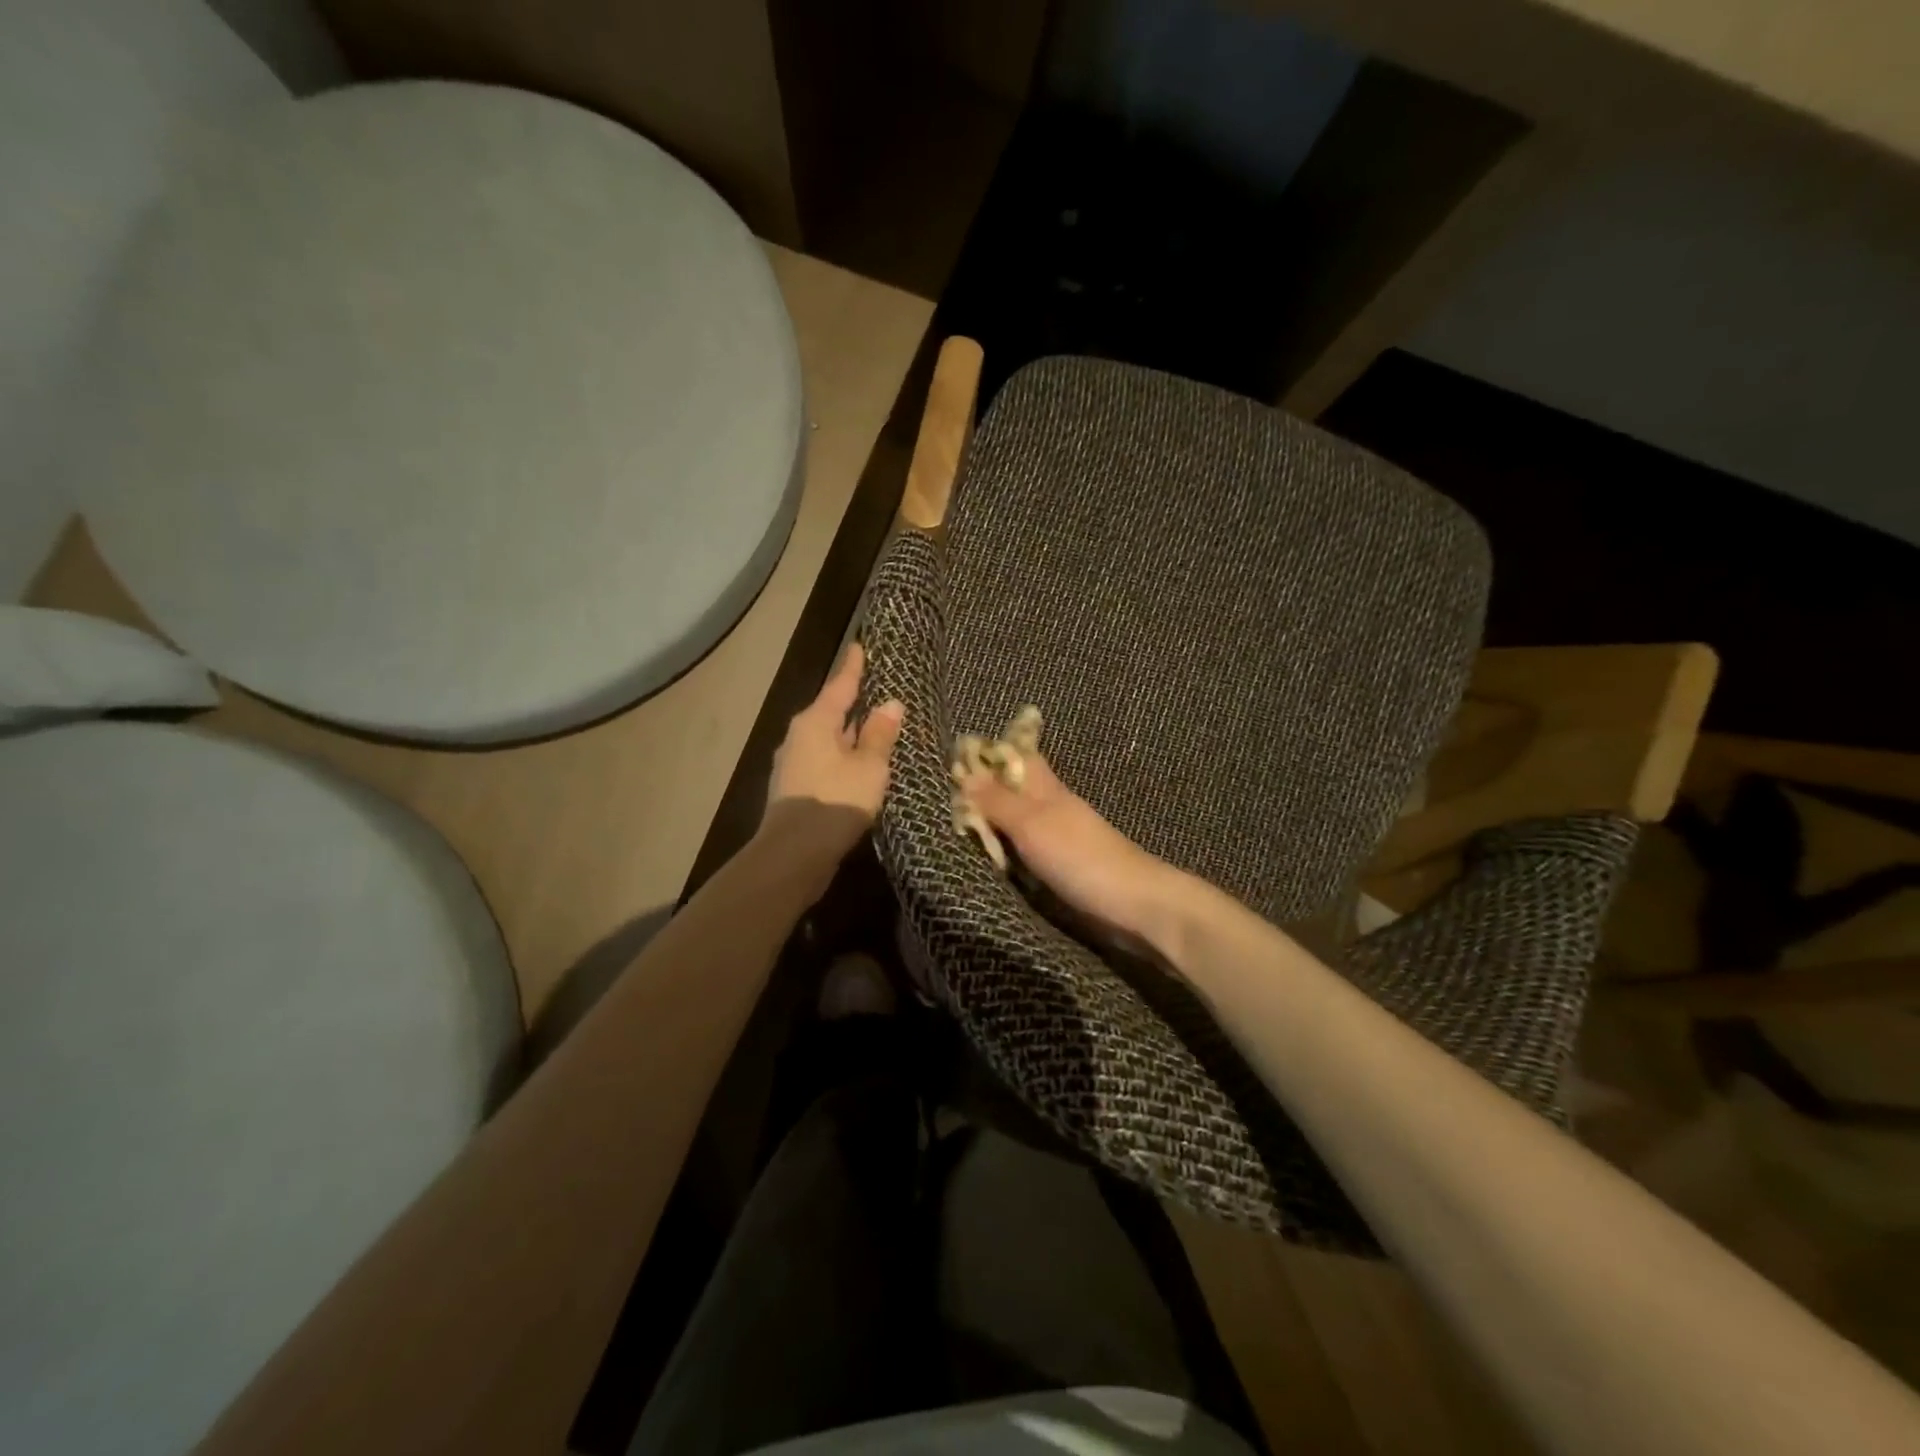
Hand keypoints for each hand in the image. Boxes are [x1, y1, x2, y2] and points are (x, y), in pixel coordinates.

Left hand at [764, 642, 903, 856]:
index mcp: (815, 722)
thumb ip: (879, 735)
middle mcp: (800, 736)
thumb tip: (891, 704)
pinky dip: (843, 758)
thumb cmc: (835, 800)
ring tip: (874, 728)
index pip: (840, 686)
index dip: (853, 667)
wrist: (794, 853)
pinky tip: (859, 767)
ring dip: (849, 735)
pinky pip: (825, 762)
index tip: (860, 647)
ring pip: (828, 739)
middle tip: (877, 690)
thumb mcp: (869, 766)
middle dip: (853, 703)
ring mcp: (794, 764)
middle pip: (831, 712)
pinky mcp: (797, 789)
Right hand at [958, 751, 1182, 949]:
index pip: (1016, 757)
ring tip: (953, 830)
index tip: (952, 761)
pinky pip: (1023, 853)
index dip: (989, 754)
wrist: (1132, 905)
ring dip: (991, 825)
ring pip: (1016, 823)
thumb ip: (997, 802)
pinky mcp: (1060, 870)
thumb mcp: (1031, 824)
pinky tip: (985, 861)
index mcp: (1047, 789)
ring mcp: (1057, 841)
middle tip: (942, 802)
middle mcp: (1051, 809)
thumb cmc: (1080, 857)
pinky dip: (1004, 853)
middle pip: (1012, 791)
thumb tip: (965, 772)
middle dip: (982, 792)